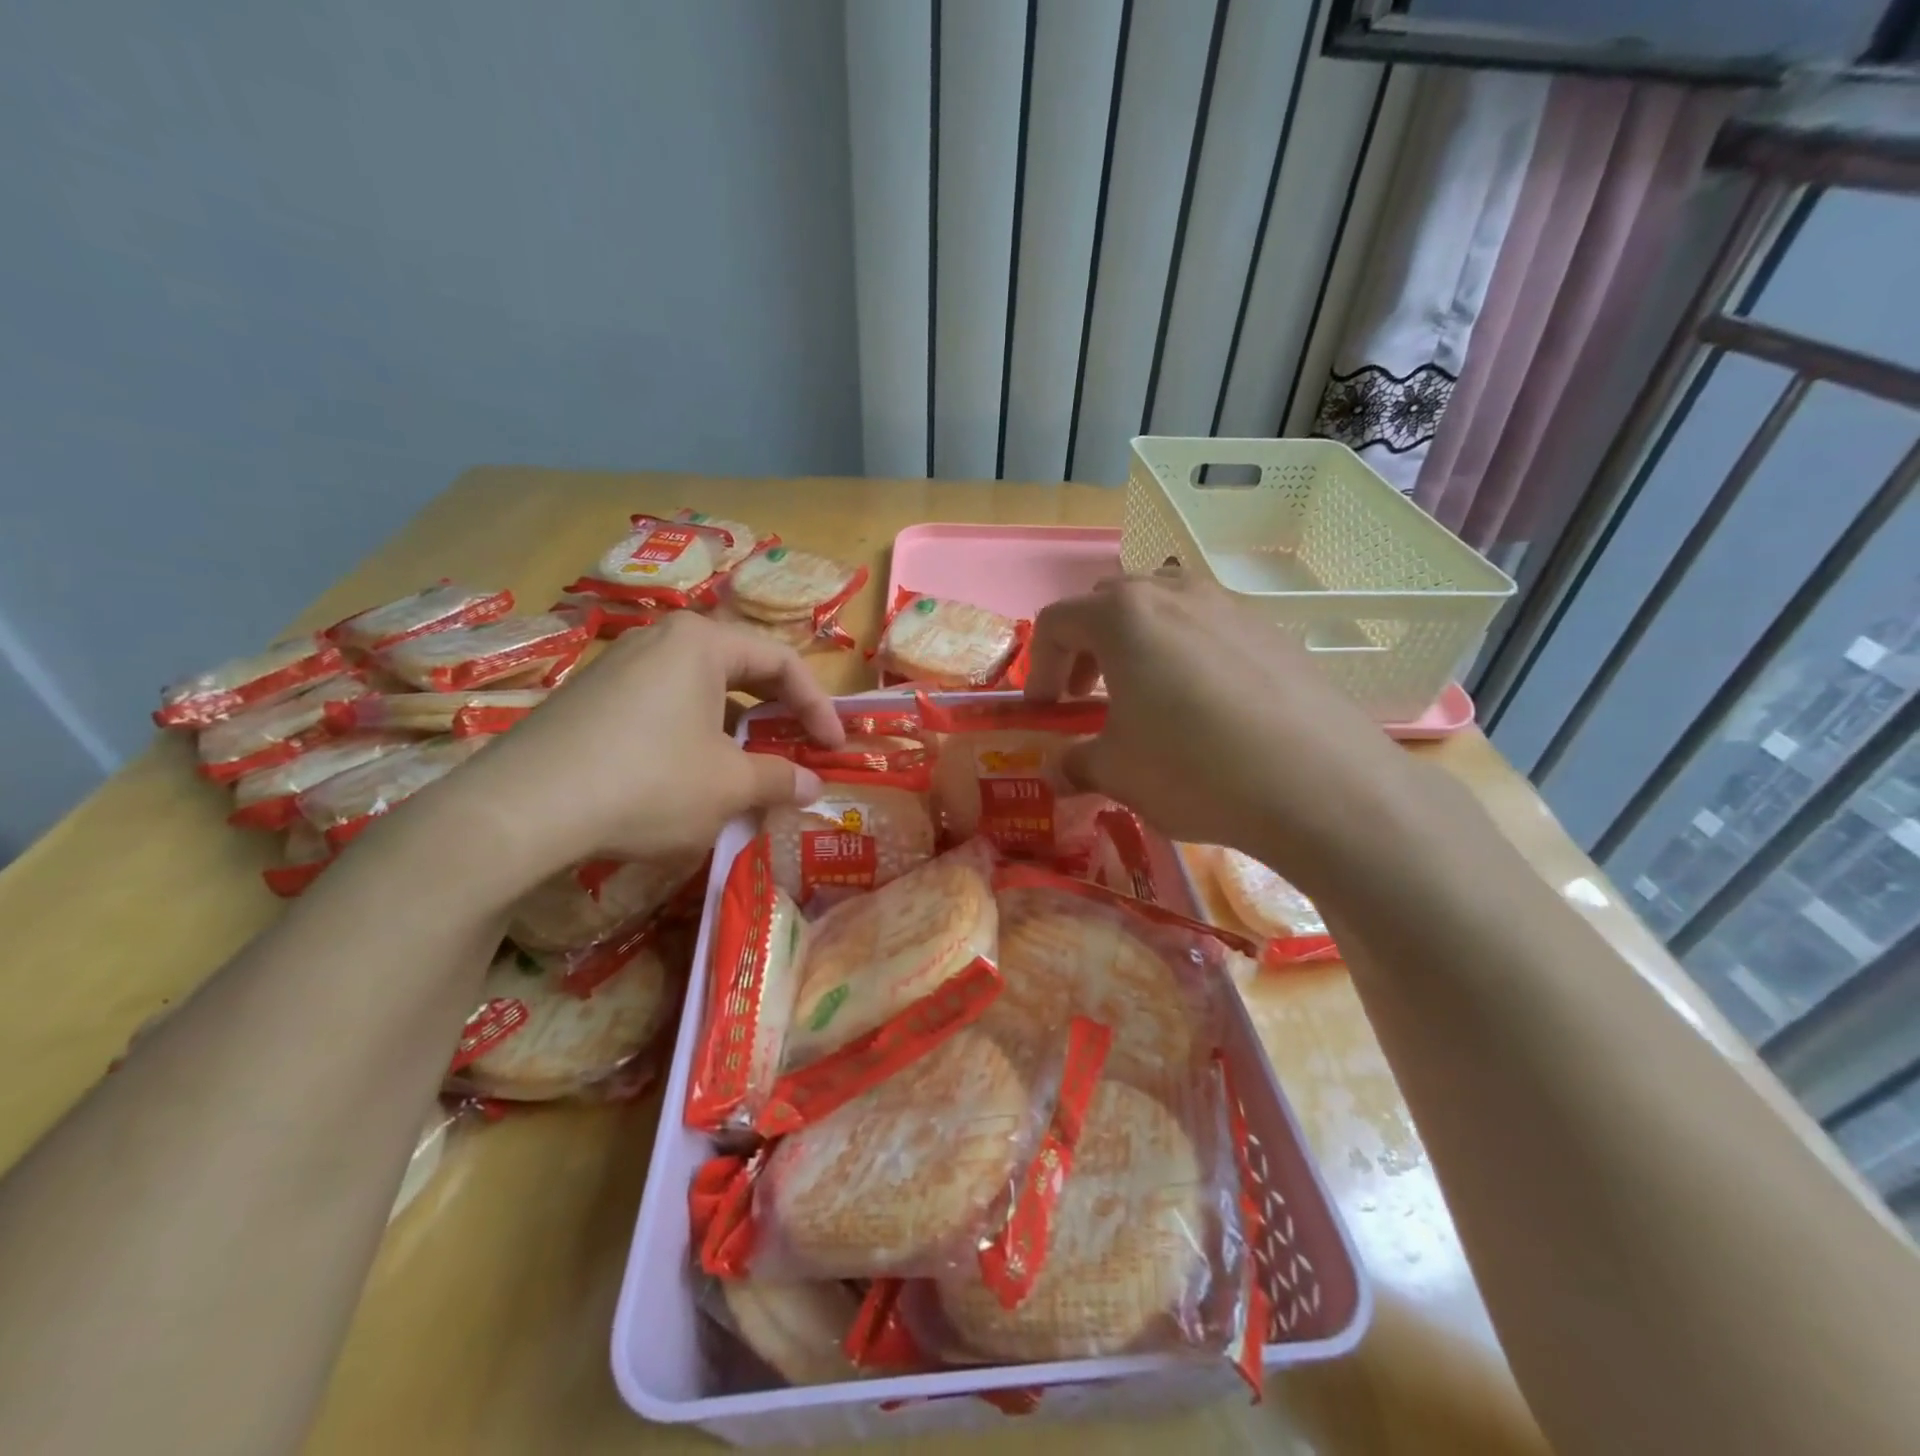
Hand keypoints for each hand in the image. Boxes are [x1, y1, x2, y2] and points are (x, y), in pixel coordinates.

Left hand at [433, 613, 843, 891]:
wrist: (521, 809)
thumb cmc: (648, 782)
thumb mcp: (728, 786)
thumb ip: (779, 779)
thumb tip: (813, 786)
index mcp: (701, 642)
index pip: (782, 661)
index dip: (818, 706)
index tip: (834, 748)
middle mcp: (659, 639)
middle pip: (740, 668)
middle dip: (776, 713)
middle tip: (797, 749)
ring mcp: (617, 666)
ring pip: (699, 690)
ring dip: (734, 729)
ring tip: (747, 771)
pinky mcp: (588, 698)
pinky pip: (661, 707)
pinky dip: (692, 736)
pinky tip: (688, 778)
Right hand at [1023, 571, 1420, 891]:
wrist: (1322, 784)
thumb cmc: (1194, 768)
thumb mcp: (1118, 773)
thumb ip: (1076, 763)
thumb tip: (1058, 771)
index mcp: (1124, 616)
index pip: (1057, 622)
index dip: (1038, 668)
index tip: (1044, 712)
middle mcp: (1174, 594)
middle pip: (1108, 604)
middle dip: (1085, 648)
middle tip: (1085, 697)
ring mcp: (1229, 607)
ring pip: (1161, 610)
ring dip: (1136, 647)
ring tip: (1143, 698)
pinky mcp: (1271, 632)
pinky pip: (1208, 629)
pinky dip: (1184, 656)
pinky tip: (1203, 710)